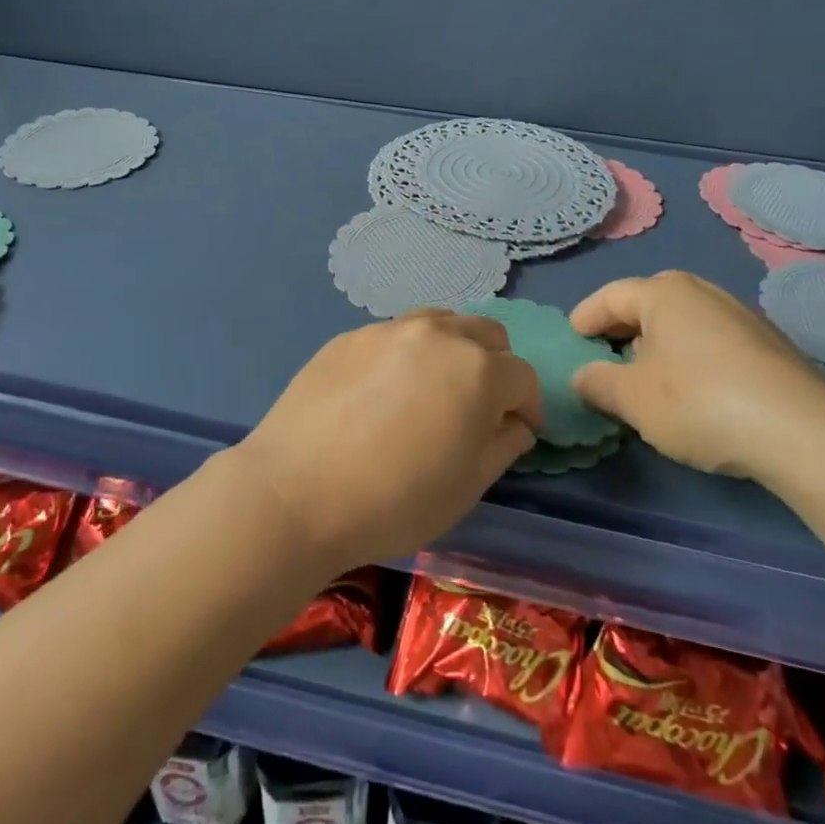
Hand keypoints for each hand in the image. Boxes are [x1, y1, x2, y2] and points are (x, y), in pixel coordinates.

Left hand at [233, 311, 541, 573]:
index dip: (528, 407)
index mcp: (478, 369)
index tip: (519, 432)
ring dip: (452, 349)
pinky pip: (393, 335)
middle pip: (487, 334)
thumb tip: (516, 423)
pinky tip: (381, 392)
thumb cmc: (394, 500)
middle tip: (478, 406)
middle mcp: (438, 334)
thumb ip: (503, 445)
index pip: (523, 376)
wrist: (295, 491)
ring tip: (432, 388)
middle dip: (496, 367)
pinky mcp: (349, 335)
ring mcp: (388, 328)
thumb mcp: (467, 487)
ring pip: (440, 323)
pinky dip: (405, 354)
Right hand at [568, 271, 824, 479]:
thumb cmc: (699, 402)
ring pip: (682, 324)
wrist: (802, 432)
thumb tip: (583, 376)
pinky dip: (690, 358)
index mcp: (663, 292)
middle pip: (647, 305)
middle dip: (621, 331)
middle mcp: (702, 292)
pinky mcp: (769, 346)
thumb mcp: (632, 398)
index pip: (610, 297)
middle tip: (605, 359)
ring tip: (647, 380)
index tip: (572, 340)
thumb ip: (597, 382)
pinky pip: (711, 342)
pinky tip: (694, 393)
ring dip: (658, 346)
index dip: (585, 318)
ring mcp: (741, 316)